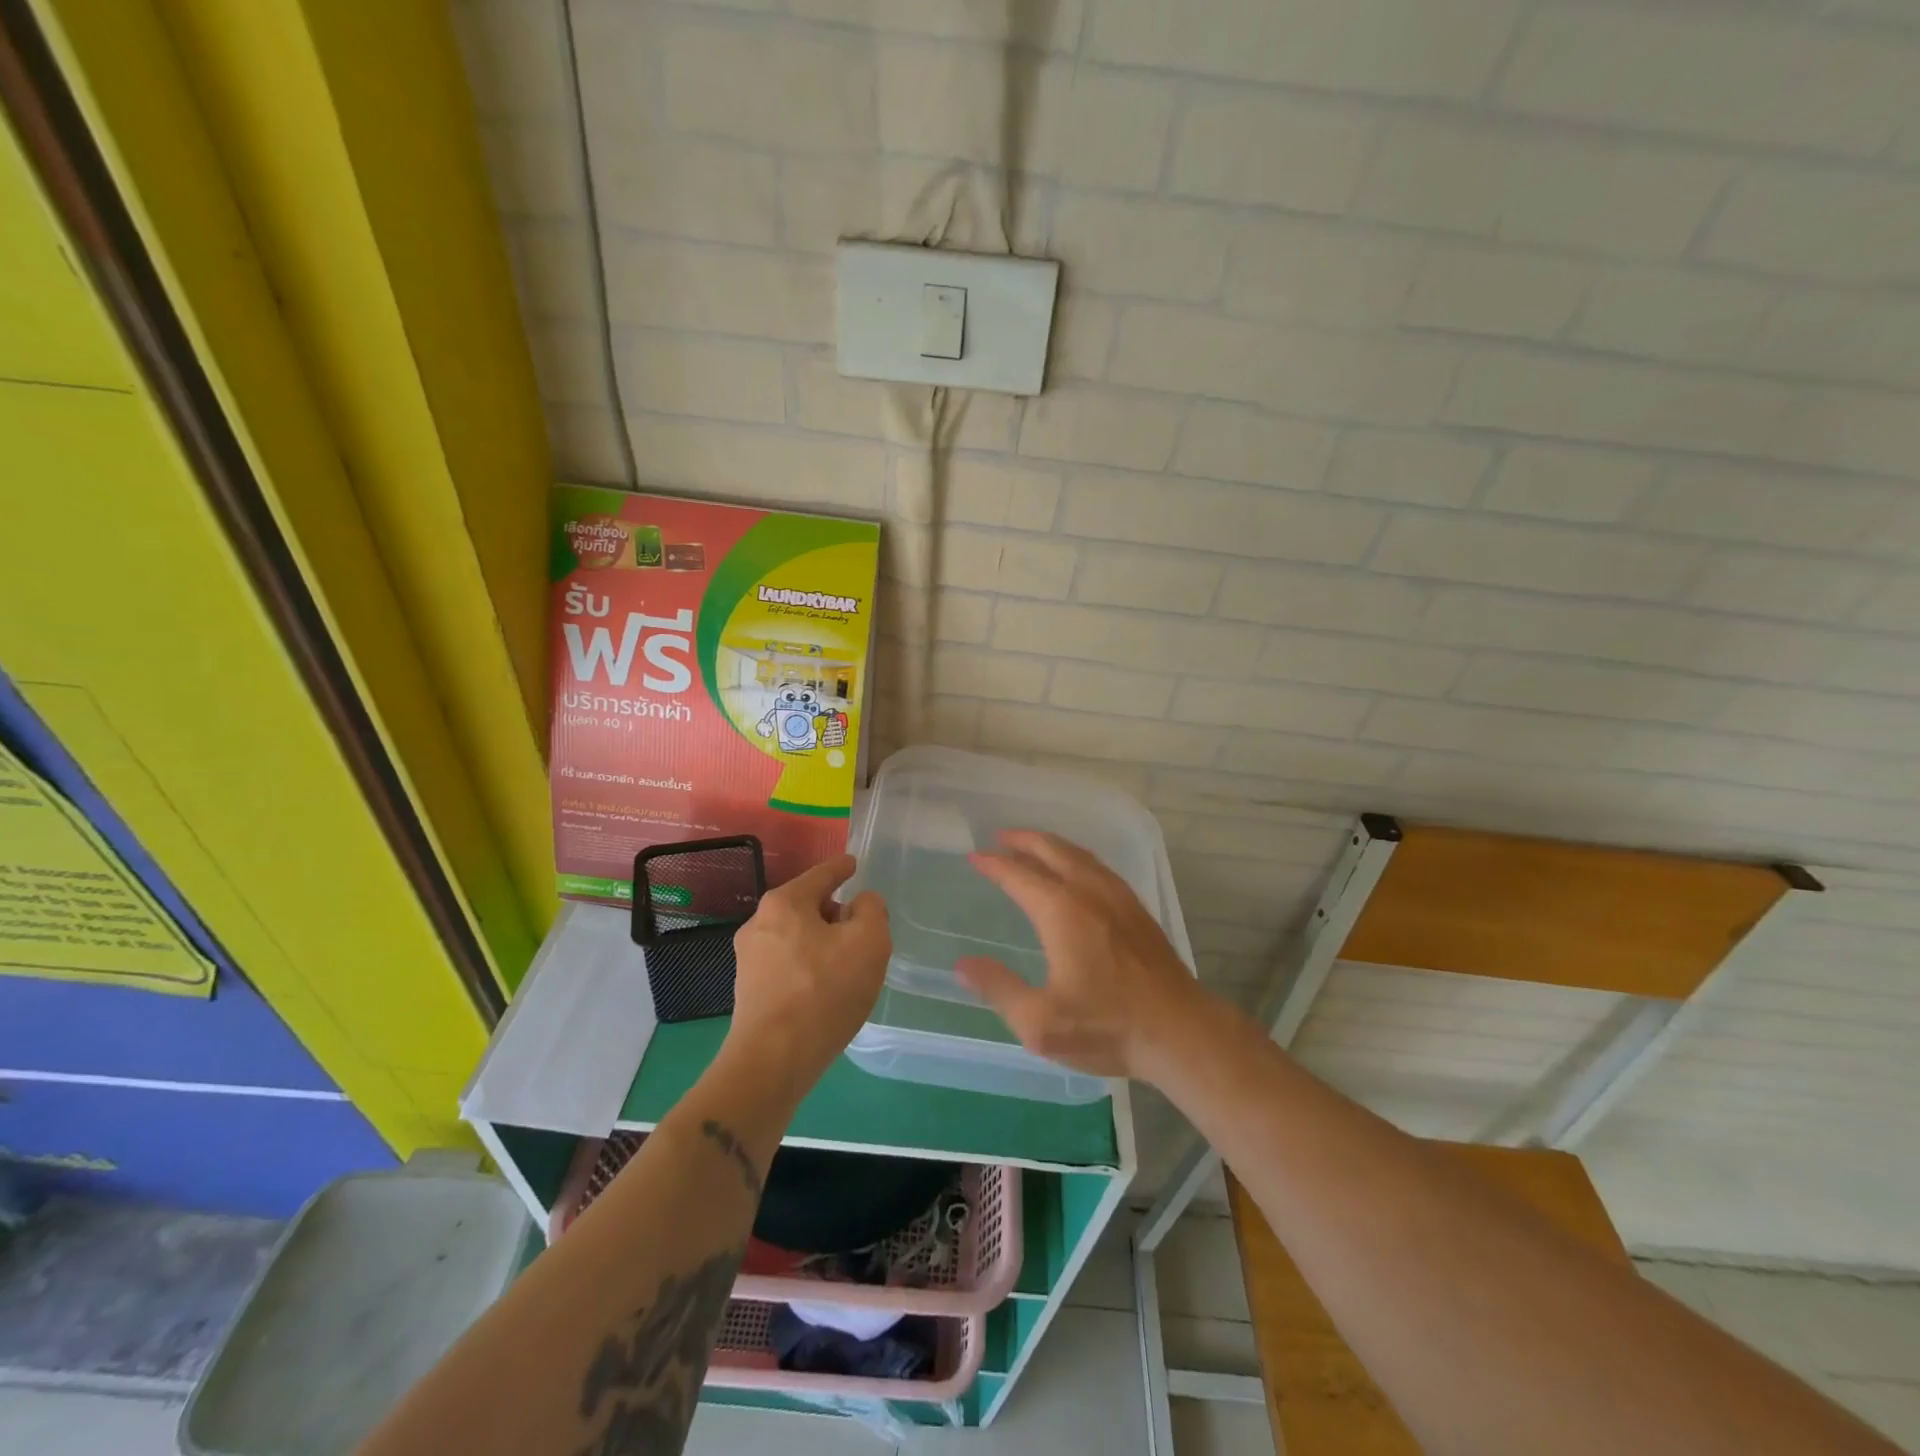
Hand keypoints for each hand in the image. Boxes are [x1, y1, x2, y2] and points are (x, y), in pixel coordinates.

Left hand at [723, 854, 890, 1100]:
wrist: (773, 1062)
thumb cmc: (824, 992)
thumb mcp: (869, 942)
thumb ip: (872, 911)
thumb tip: (860, 905)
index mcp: (784, 903)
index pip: (821, 874)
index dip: (841, 867)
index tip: (853, 863)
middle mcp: (759, 924)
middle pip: (808, 906)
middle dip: (836, 913)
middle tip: (864, 931)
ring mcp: (749, 959)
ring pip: (798, 937)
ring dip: (823, 944)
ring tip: (849, 967)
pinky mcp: (749, 991)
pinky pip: (789, 964)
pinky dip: (810, 968)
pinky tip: (827, 991)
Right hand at [957, 830, 1202, 1080]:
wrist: (1181, 1032)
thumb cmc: (1108, 1027)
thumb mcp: (1040, 1022)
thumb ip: (999, 989)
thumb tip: (962, 964)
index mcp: (1062, 912)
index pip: (1019, 875)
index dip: (994, 864)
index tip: (974, 857)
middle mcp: (1090, 892)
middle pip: (1052, 851)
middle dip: (1024, 840)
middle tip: (1000, 837)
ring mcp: (1119, 897)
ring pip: (1079, 855)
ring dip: (1051, 845)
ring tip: (1032, 846)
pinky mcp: (1138, 910)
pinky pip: (1099, 867)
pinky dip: (1077, 857)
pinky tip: (1076, 871)